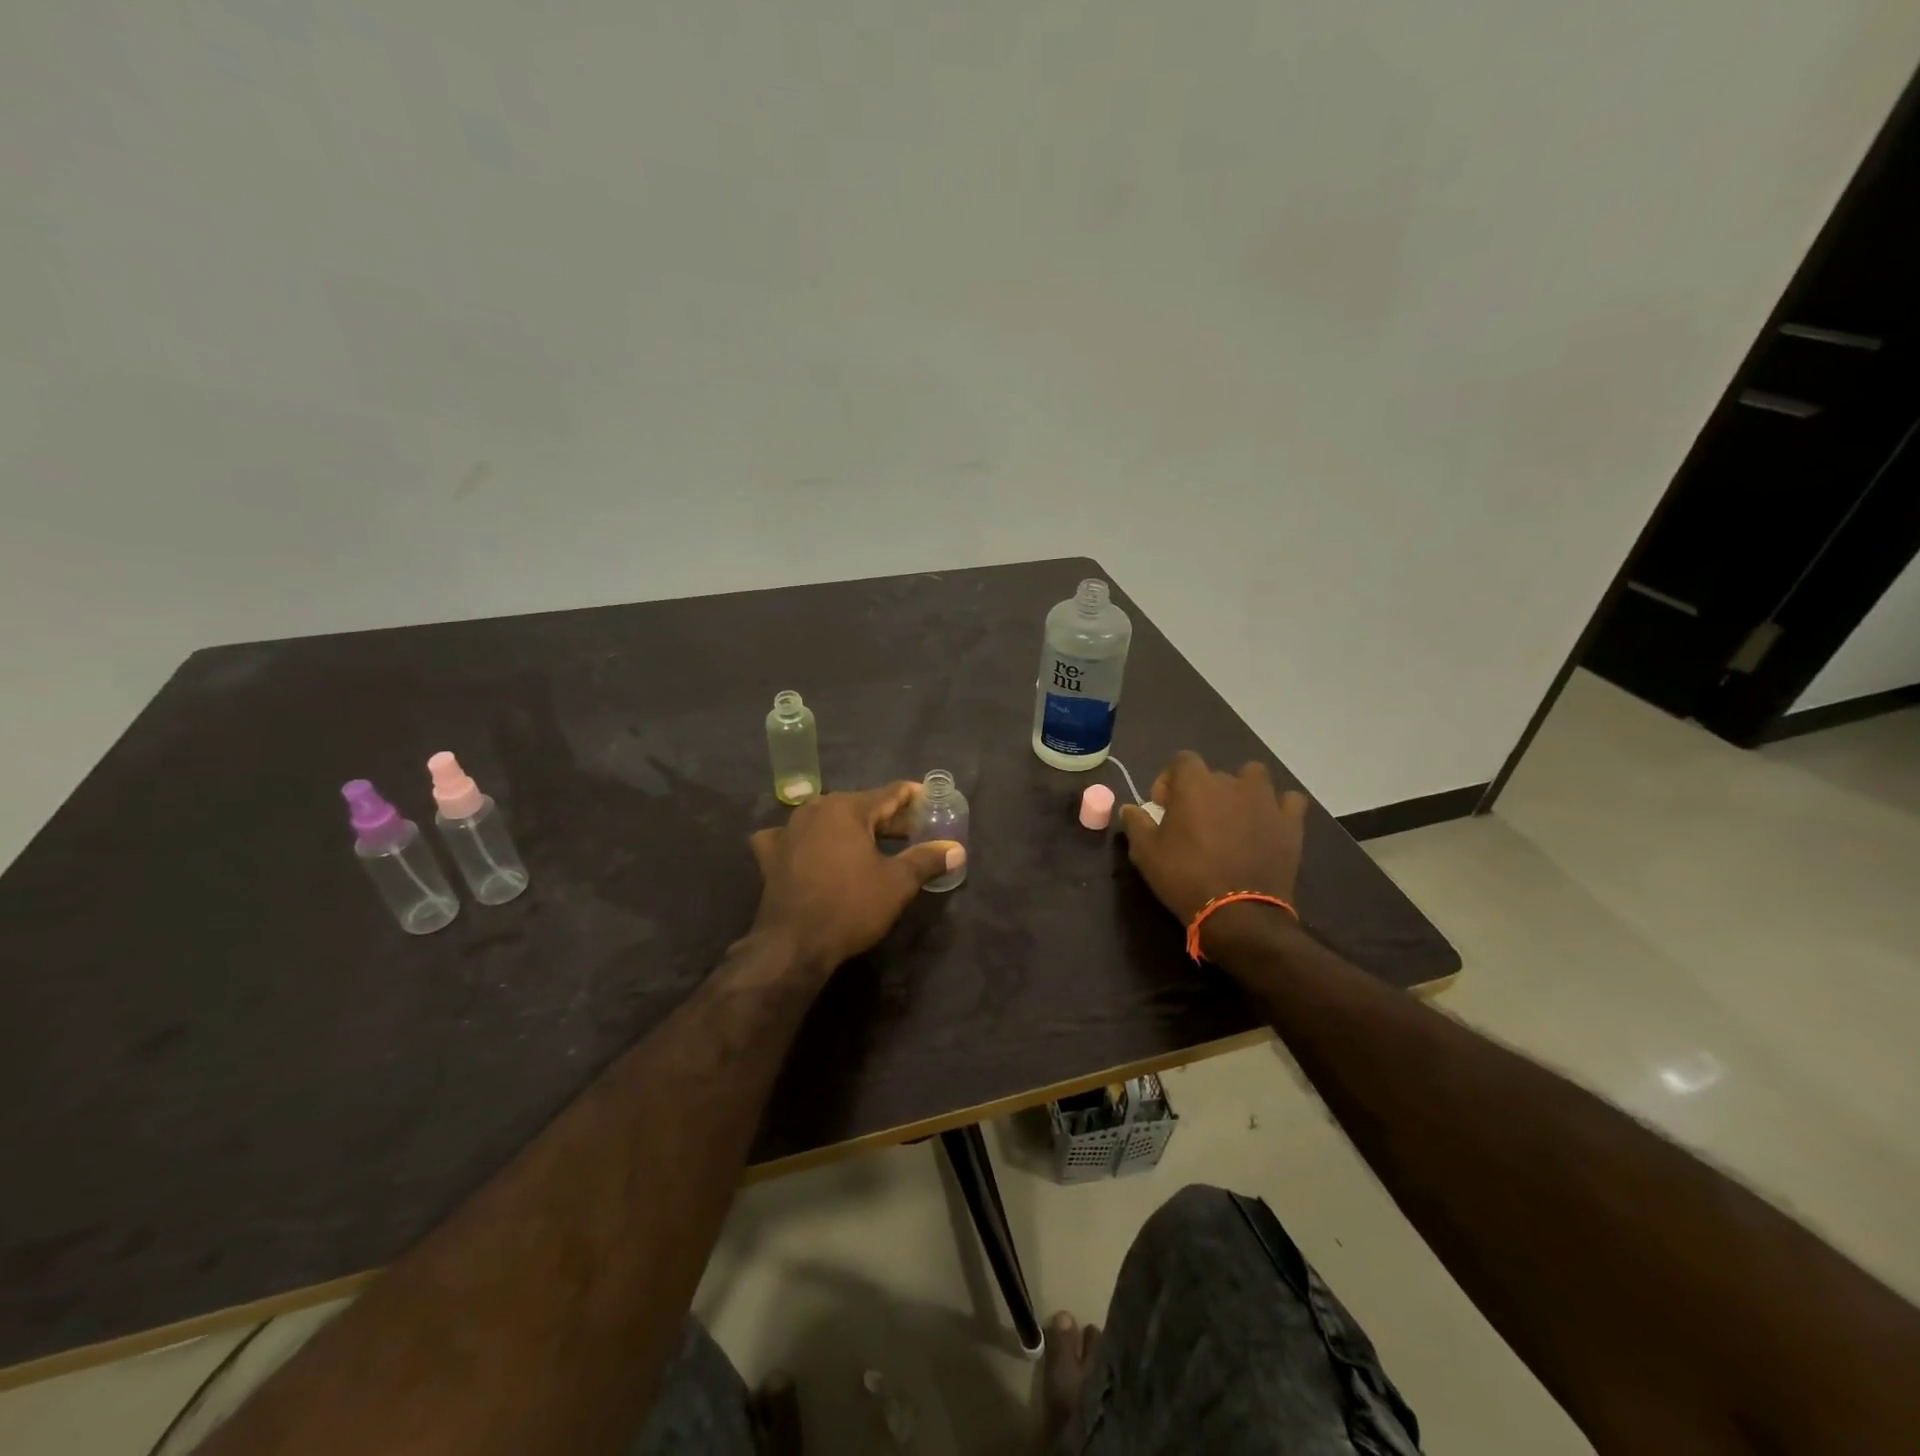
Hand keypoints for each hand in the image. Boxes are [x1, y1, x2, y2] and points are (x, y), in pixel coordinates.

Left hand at [745, 782, 964, 973]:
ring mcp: (788, 830)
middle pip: (860, 806)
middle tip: (913, 831)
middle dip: (887, 818)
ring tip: (872, 843)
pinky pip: (793, 838)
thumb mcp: (897, 883)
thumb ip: (927, 859)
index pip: (889, 794)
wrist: (794, 944)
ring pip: (828, 819)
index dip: (913, 797)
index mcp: (847, 808)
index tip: (930, 801)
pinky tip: (809, 850)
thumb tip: (957, 849)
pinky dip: (806, 841)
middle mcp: (815, 809)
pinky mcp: (771, 855)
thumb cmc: (851, 906)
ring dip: (851, 828)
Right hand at [1118, 751, 1308, 950]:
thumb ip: (1136, 824)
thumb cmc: (1185, 877)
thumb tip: (1130, 808)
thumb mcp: (1146, 854)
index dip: (1171, 779)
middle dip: (1203, 790)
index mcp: (1195, 784)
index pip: (1182, 760)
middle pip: (1215, 773)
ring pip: (1255, 777)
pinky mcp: (1291, 823)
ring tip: (1235, 816)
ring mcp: (1266, 800)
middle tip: (1196, 820)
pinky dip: (1279, 808)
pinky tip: (1268, 825)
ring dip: (1243, 790)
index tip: (1164, 805)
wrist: (1238, 913)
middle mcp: (1232, 782)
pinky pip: (1289, 801)